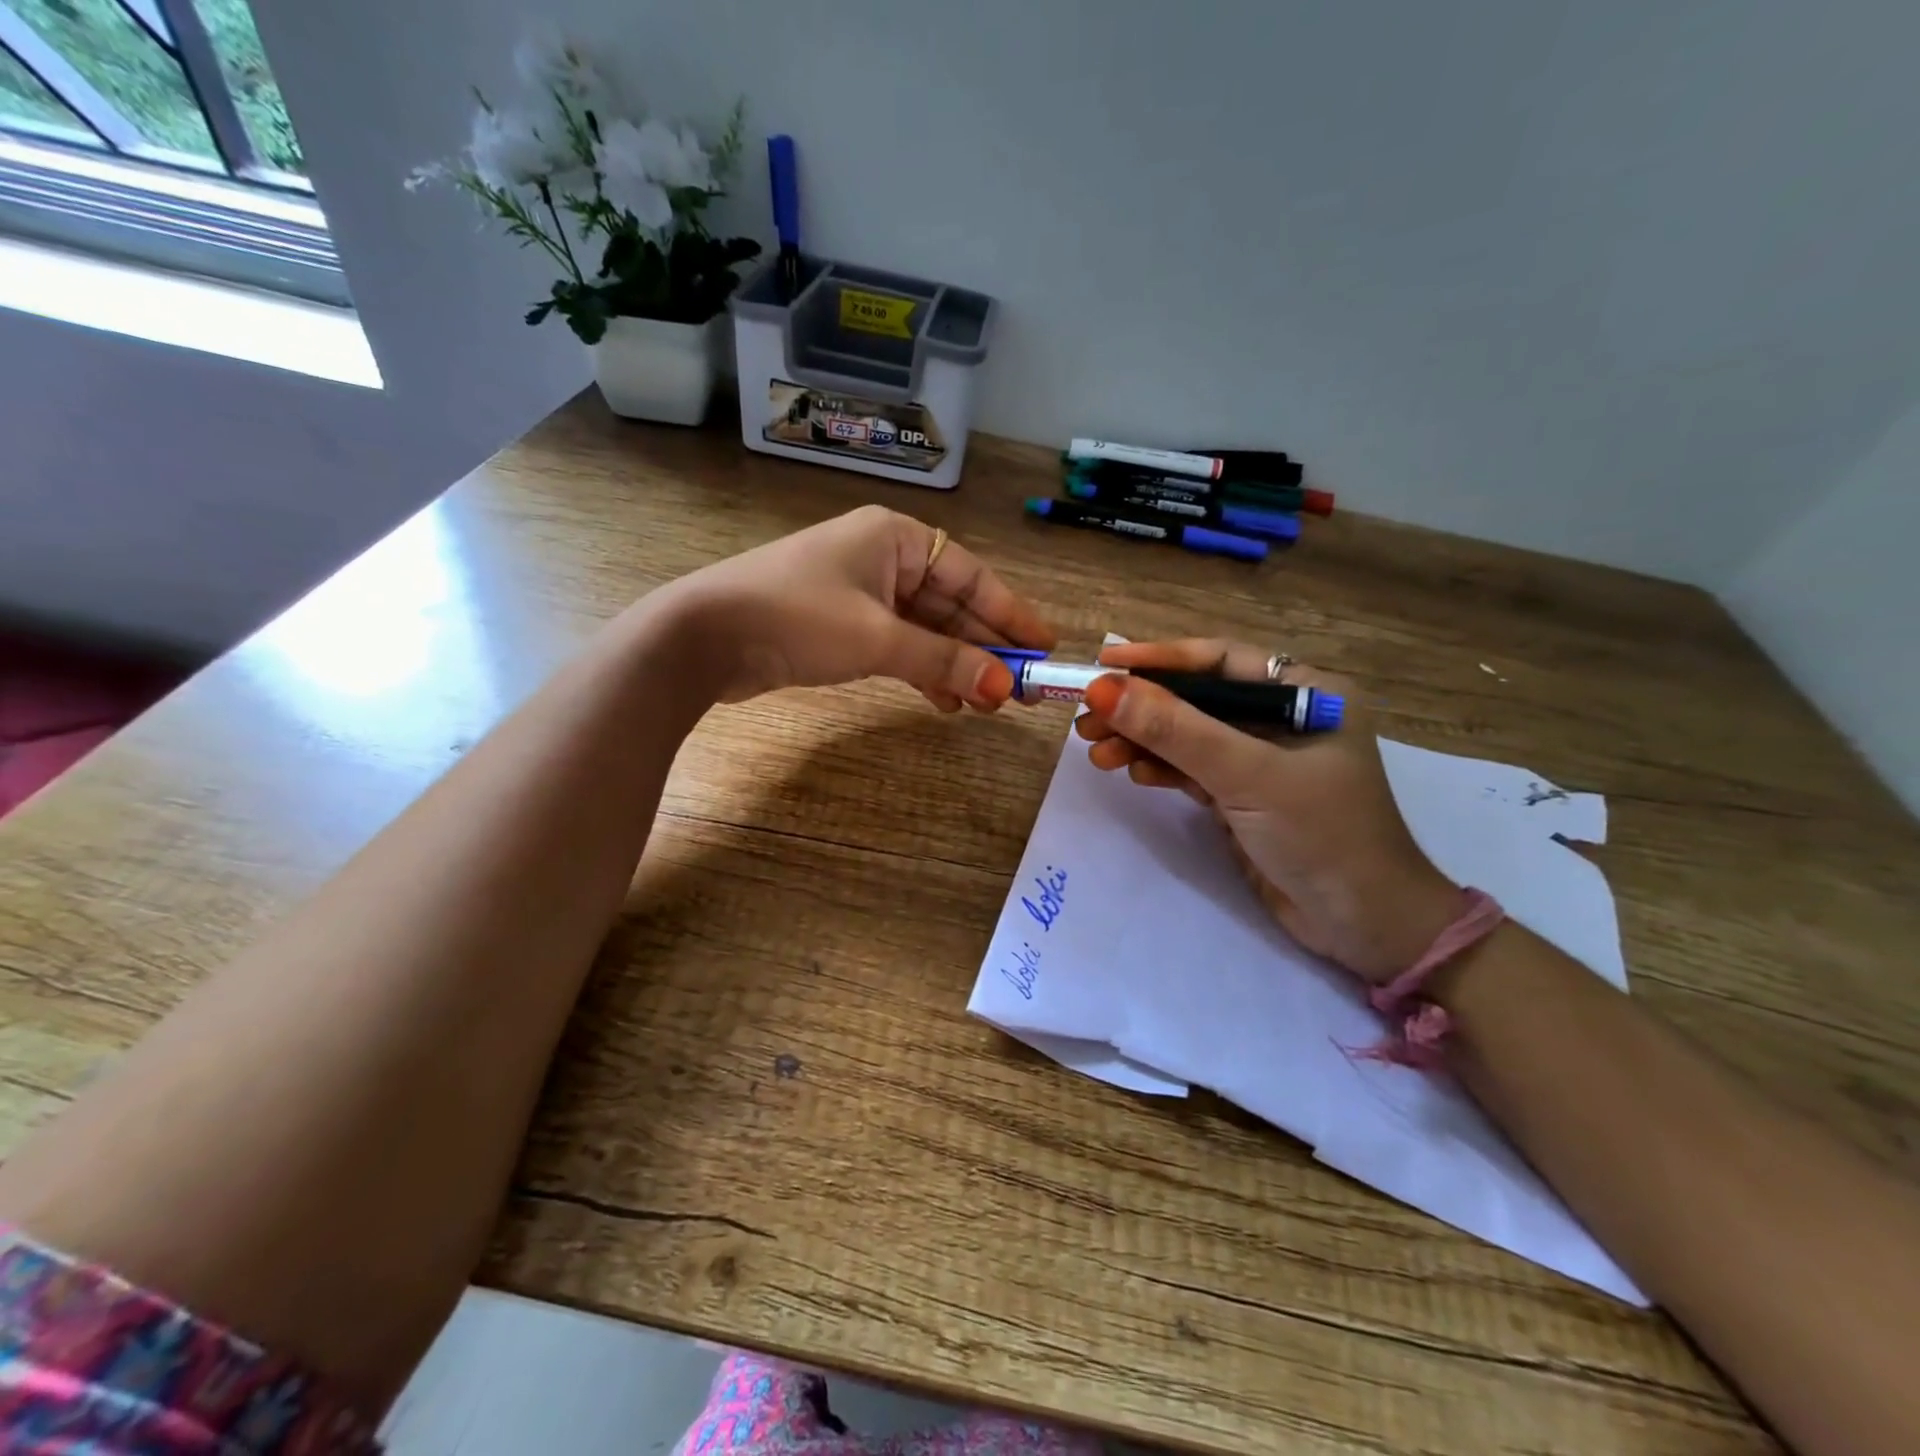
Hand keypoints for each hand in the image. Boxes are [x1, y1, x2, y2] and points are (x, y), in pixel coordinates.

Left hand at [662, 505, 1055, 708]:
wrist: (704, 635)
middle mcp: (883, 557)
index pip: (971, 575)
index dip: (1010, 612)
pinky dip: (921, 671)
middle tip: (1022, 688)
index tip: (1043, 647)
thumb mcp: (878, 639)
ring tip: (987, 703)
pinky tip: (945, 701)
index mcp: (895, 538)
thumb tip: (1004, 689)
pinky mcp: (841, 624)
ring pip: (925, 628)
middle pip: (950, 603)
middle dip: (983, 647)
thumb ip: (943, 662)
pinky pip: (897, 644)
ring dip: (954, 664)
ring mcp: (860, 591)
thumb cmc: (796, 618)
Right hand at [1076, 638, 1459, 984]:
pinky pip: (1192, 770)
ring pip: (1188, 736)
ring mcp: (1261, 760)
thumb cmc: (1323, 836)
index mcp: (1307, 693)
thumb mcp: (1248, 776)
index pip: (1220, 660)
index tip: (1104, 666)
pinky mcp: (1244, 797)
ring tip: (1096, 751)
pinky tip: (1131, 772)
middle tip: (1087, 719)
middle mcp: (1283, 718)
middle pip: (1197, 699)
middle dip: (1142, 708)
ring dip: (1143, 741)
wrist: (1364, 928)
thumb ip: (1177, 731)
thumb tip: (1105, 689)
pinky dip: (1160, 769)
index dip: (1160, 660)